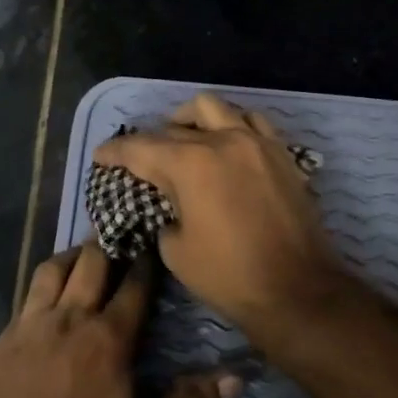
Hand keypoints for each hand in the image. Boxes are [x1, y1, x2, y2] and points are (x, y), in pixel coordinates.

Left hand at [0, 242, 240, 397]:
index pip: (133, 285)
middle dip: (108, 244)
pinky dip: (43, 289)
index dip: (145, 261)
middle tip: (120, 236)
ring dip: (71, 257)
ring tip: (83, 257)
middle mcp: (68, 321)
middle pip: (90, 262)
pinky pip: (25, 299)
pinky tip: (48, 302)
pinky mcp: (2, 343)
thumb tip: (236, 378)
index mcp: (107, 340)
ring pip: (50, 271)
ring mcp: (29, 328)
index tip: (152, 241)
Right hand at [93, 93, 349, 336]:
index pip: (140, 148)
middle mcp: (222, 141)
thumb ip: (164, 215)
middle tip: (139, 160)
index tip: (100, 154)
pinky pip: (252, 122)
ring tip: (183, 137)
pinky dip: (231, 126)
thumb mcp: (175, 251)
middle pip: (174, 128)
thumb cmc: (229, 276)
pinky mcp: (281, 154)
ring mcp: (256, 143)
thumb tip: (168, 205)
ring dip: (191, 120)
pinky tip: (226, 144)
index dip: (114, 151)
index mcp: (189, 164)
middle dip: (150, 141)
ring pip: (214, 108)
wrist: (297, 290)